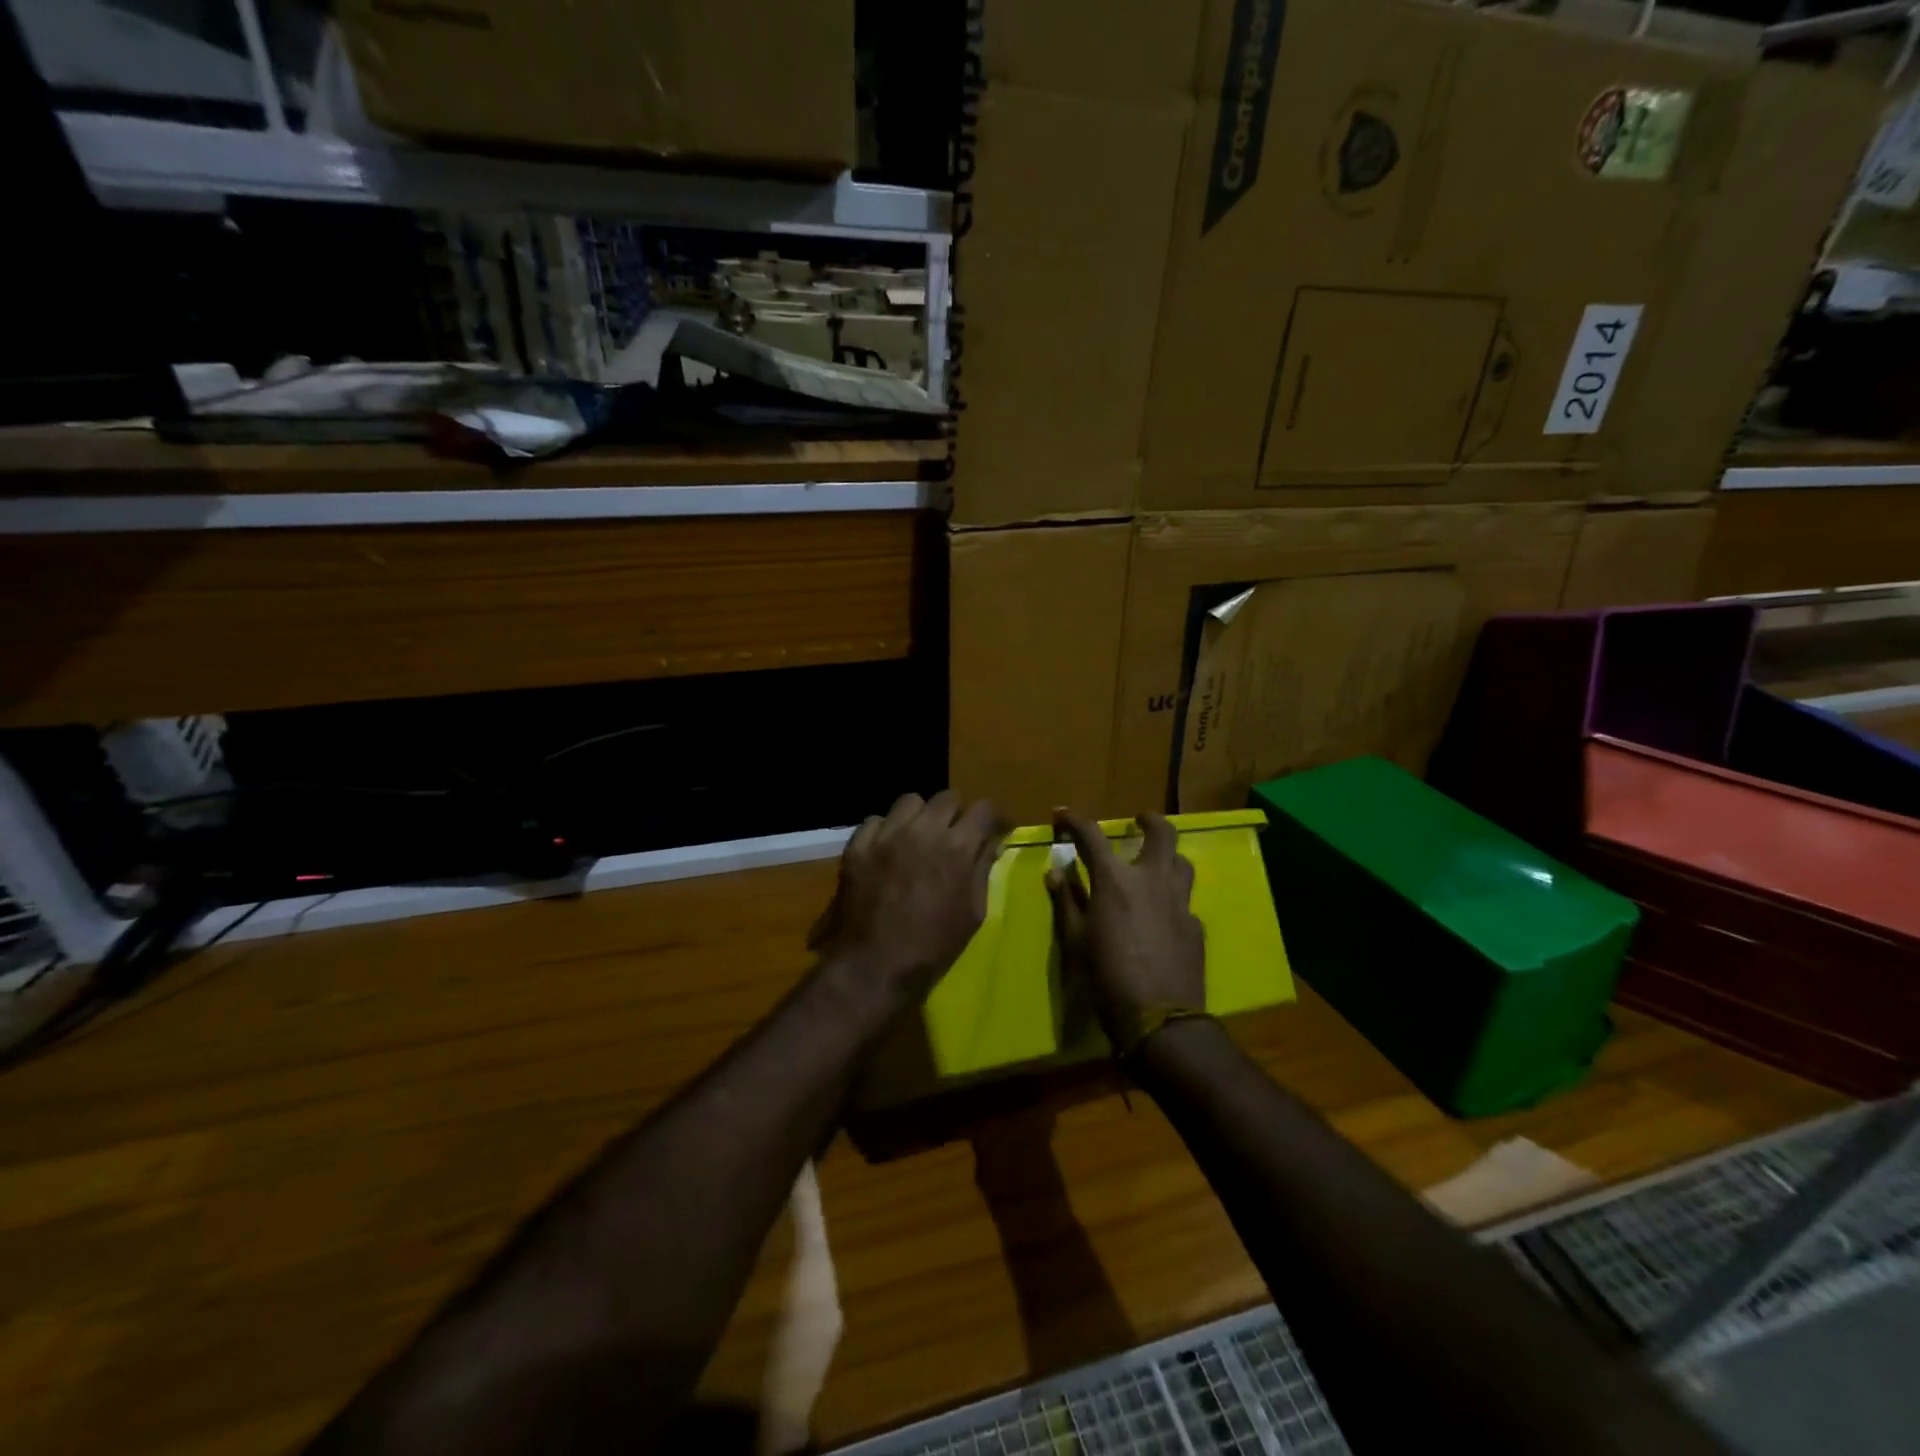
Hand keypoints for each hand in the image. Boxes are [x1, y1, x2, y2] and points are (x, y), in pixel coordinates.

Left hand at [809, 791, 1006, 1004]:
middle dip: (956, 813)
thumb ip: (983, 869)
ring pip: (909, 801)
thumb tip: (993, 842)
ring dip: (920, 815)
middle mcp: (922, 830)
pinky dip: (886, 830)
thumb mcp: (973, 912)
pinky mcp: (858, 844)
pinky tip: (887, 850)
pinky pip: (875, 819)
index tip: (989, 831)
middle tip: (953, 835)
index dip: (989, 819)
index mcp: (956, 848)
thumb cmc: (933, 946)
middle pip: (947, 797)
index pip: (983, 809)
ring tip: (918, 837)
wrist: (874, 965)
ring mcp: (886, 834)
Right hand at [1045, 810, 1204, 1040]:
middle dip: (1150, 821)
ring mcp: (1180, 902)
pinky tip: (1162, 916)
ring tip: (1155, 864)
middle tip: (1140, 821)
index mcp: (1116, 881)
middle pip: (1162, 833)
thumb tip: (1055, 872)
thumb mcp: (1075, 940)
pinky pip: (1185, 901)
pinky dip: (1171, 899)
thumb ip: (1066, 901)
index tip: (1063, 814)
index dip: (1075, 821)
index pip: (1092, 836)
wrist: (1160, 1020)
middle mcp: (1152, 880)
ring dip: (1168, 856)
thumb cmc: (1107, 977)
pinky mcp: (1196, 926)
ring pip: (1182, 862)